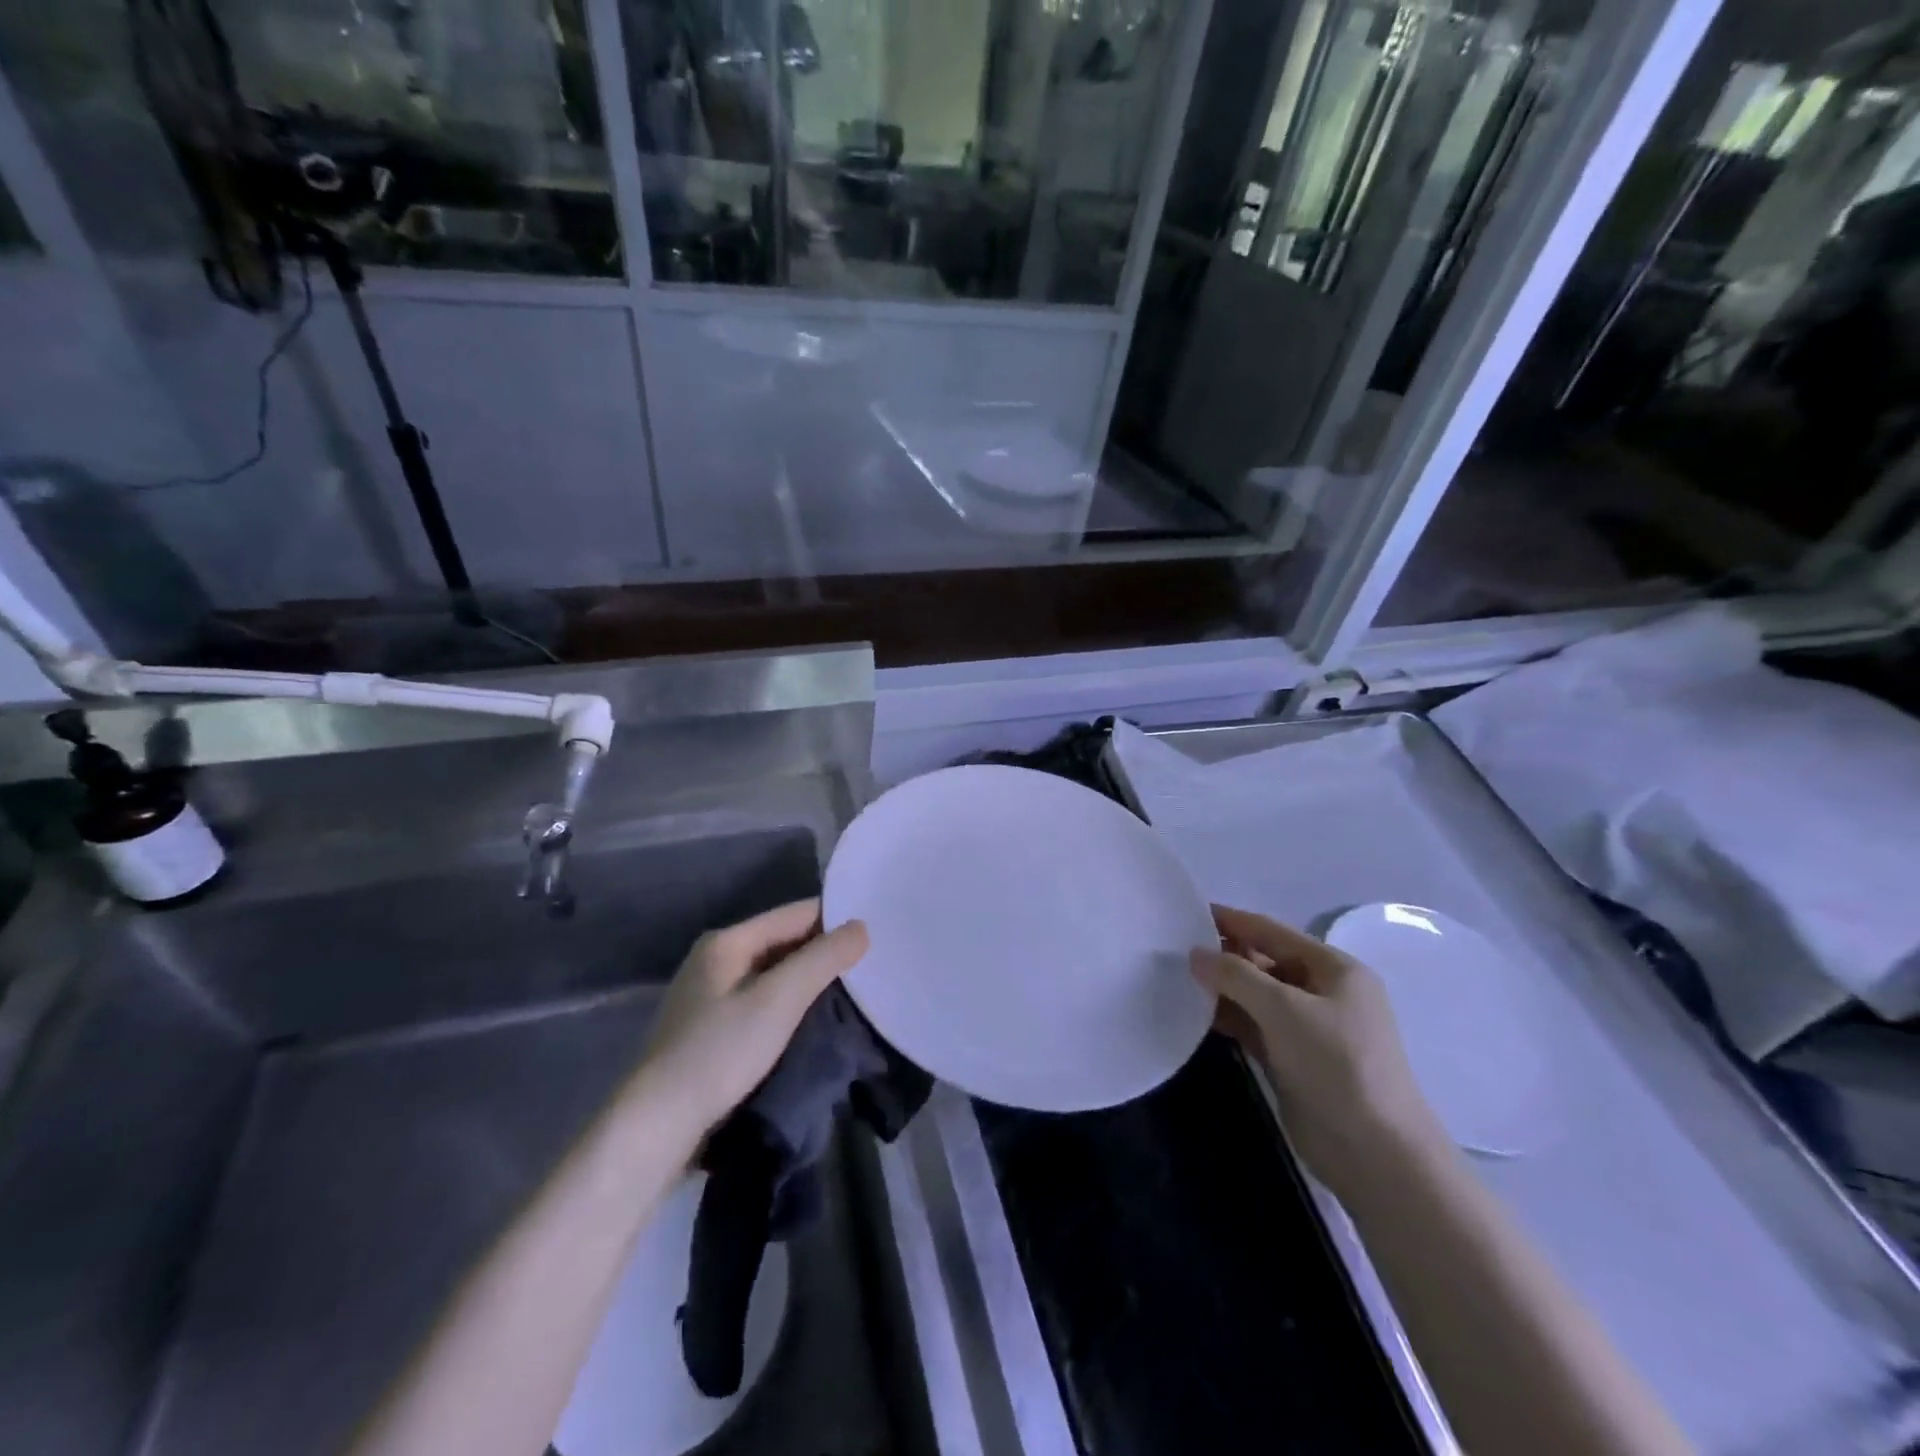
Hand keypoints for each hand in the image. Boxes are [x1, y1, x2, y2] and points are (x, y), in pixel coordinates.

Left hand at [639, 899, 869, 1140]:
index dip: (836, 921)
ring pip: (774, 976)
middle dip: (824, 954)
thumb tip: (861, 927)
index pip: (795, 914)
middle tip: (872, 968)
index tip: (877, 936)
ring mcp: (710, 998)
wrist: (656, 1128)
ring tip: (854, 995)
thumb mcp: (779, 1000)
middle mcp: (715, 961)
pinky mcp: (711, 1032)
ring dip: (809, 983)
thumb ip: (823, 959)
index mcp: (727, 941)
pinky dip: (790, 1007)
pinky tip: (814, 1024)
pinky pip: (762, 1004)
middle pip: (784, 943)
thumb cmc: (719, 1053)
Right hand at [1191, 904, 1445, 1199]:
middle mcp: (1322, 992)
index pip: (1272, 931)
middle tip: (1173, 950)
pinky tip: (1196, 1014)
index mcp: (1334, 969)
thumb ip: (1236, 976)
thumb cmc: (1337, 1065)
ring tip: (1176, 979)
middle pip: (1264, 961)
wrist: (1375, 1154)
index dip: (1231, 920)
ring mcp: (1308, 1028)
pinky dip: (1229, 1018)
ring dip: (1222, 988)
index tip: (1187, 912)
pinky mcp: (1293, 1058)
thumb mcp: (1284, 1009)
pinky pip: (1254, 1026)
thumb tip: (1195, 954)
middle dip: (1223, 955)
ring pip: (1256, 995)